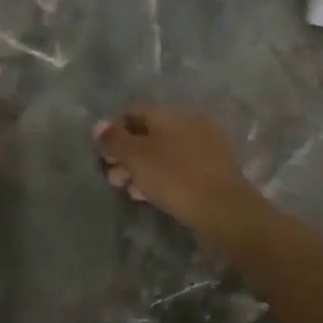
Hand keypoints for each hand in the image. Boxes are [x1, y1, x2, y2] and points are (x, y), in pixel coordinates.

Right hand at [93, 104, 256, 238]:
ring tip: (128, 190)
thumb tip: (98, 125)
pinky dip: (161, 175)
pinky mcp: (212, 168)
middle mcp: (188, 121)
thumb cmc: (175, 177)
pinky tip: (149, 195)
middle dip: (126, 153)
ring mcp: (204, 144)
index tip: (103, 156)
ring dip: (142, 167)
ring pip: (163, 151)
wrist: (224, 210)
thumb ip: (115, 140)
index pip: (133, 112)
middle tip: (113, 178)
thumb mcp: (137, 157)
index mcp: (170, 112)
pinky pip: (178, 166)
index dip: (113, 132)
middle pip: (148, 132)